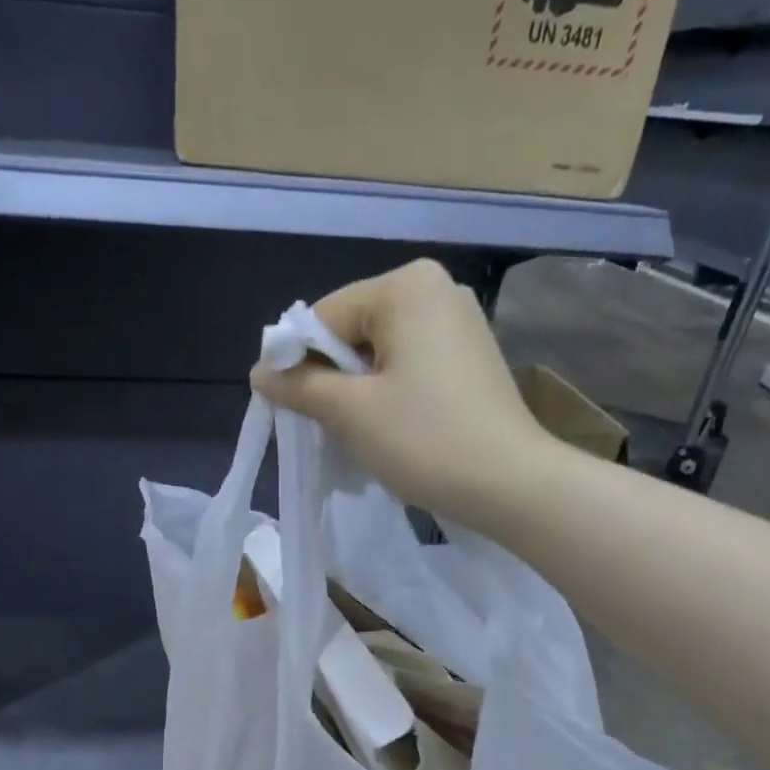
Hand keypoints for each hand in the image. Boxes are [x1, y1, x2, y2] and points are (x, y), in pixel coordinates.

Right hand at [250, 258, 555, 526]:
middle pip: (354, 332)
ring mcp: (460, 322)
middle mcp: (436, 289)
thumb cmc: (425, 440)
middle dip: (334, 380)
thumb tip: (259, 372)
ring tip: (364, 436)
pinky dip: (392, 395)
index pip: (325, 316)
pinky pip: (411, 367)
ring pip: (382, 354)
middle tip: (330, 429)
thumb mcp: (351, 413)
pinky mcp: (472, 357)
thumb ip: (300, 386)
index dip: (299, 363)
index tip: (290, 410)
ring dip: (361, 393)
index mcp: (405, 286)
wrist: (509, 483)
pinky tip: (396, 431)